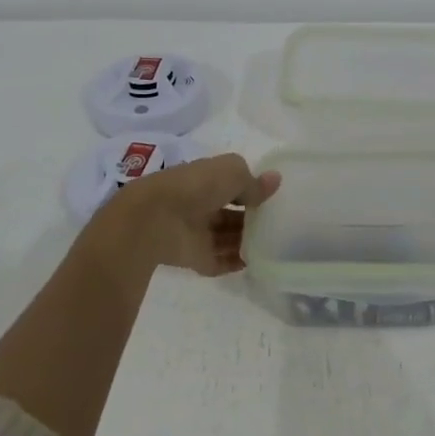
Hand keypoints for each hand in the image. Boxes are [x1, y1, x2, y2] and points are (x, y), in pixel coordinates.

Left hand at [81, 153, 281, 279]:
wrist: (155, 219)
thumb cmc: (196, 186)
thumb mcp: (232, 172)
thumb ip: (254, 183)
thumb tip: (275, 181)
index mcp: (206, 179)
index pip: (232, 185)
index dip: (251, 190)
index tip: (274, 199)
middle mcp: (201, 205)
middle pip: (231, 214)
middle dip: (252, 219)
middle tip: (279, 226)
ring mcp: (197, 233)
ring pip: (227, 238)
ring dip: (247, 242)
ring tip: (273, 246)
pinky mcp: (195, 258)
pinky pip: (220, 261)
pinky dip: (235, 263)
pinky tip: (255, 263)